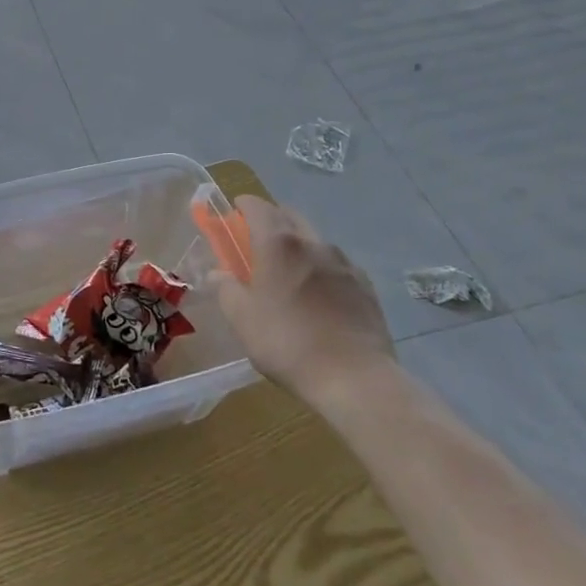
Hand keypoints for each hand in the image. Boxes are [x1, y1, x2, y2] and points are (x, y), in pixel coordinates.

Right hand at [210, 196, 394, 413]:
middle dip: (271, 221)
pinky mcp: (366, 286)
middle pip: (289, 216)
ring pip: (315, 240)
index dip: (242, 206)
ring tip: (289, 274)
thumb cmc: (287, 342)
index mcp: (279, 243)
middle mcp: (313, 243)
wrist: (355, 379)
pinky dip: (321, 269)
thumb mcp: (241, 318)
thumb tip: (219, 273)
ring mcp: (344, 263)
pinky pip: (337, 265)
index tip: (233, 215)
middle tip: (256, 244)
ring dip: (298, 245)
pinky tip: (319, 296)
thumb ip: (226, 289)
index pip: (257, 206)